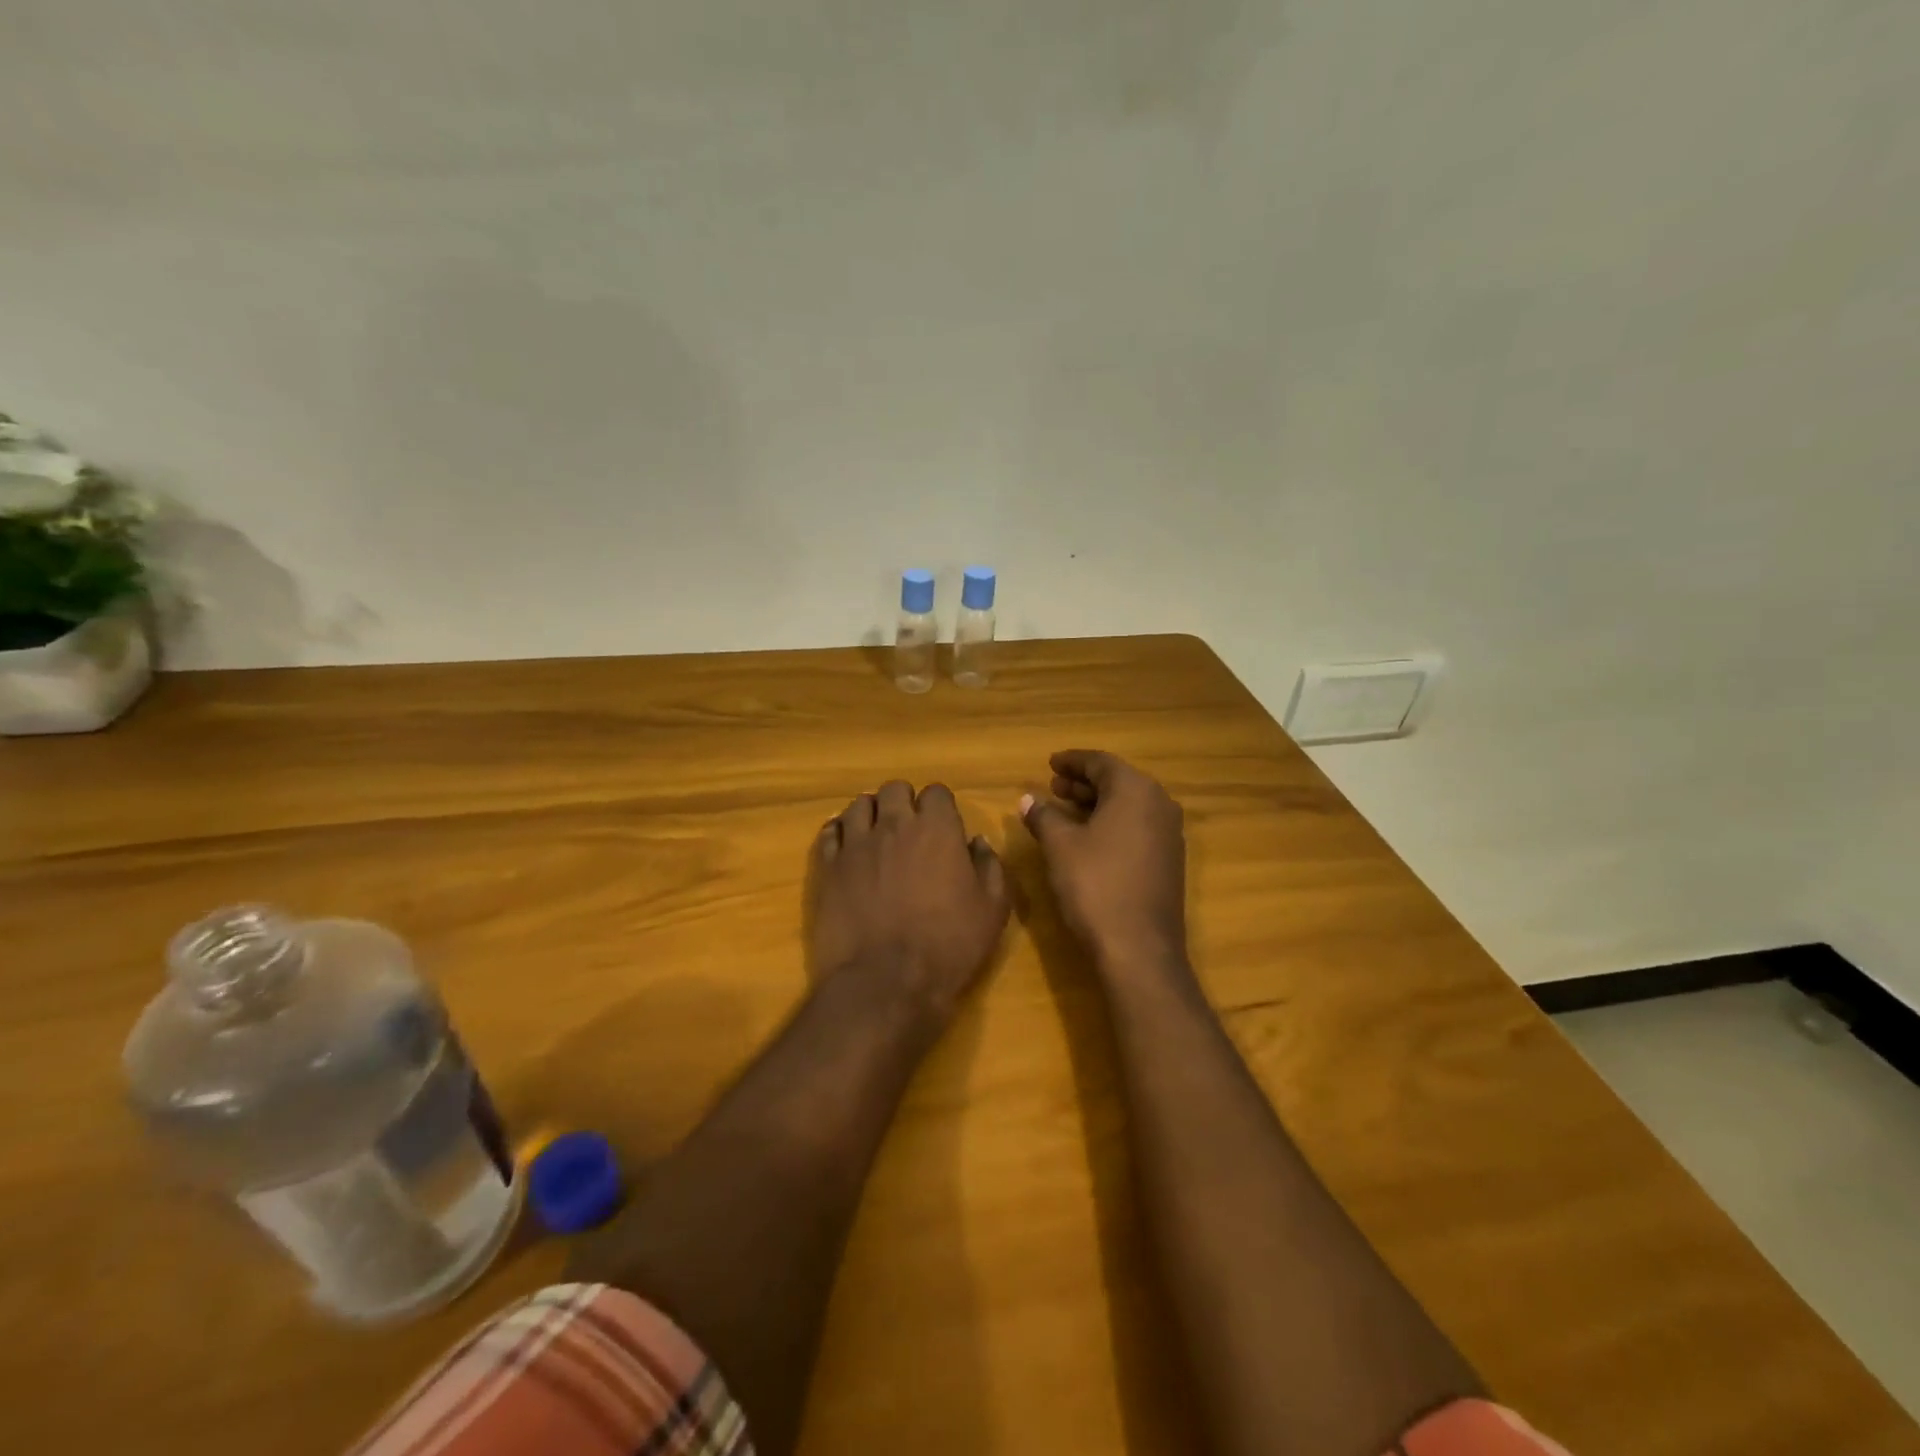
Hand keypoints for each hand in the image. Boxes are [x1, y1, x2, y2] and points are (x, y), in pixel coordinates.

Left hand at [810, 781, 1010, 1020]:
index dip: (940, 807)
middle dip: (903, 802)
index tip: (944, 828)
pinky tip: (847, 849)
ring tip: (876, 837)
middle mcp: (894, 825)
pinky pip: (829, 832)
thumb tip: (976, 842)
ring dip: (871, 814)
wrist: (886, 981)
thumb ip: (989, 866)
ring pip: (858, 805)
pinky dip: (839, 834)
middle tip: (909, 829)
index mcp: (937, 829)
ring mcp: (856, 844)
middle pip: (894, 789)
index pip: (936, 792)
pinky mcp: (828, 867)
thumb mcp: (992, 909)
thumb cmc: (949, 945)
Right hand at [1020, 750, 1187, 972]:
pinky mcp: (1169, 860)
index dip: (1072, 761)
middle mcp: (1159, 804)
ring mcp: (1169, 834)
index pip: (1100, 762)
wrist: (1139, 949)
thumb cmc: (1095, 885)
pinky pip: (1138, 826)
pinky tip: (1089, 837)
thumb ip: (1044, 816)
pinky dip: (1112, 823)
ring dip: (1097, 803)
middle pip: (1118, 781)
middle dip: (1084, 783)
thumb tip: (1028, 799)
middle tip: (1053, 787)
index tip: (1050, 764)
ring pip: (1129, 805)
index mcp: (1135, 790)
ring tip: (1065, 809)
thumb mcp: (1060, 846)